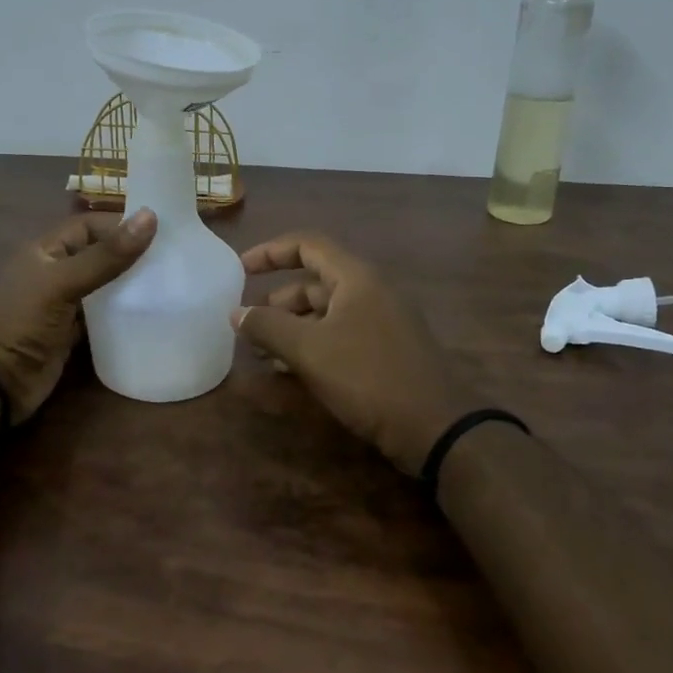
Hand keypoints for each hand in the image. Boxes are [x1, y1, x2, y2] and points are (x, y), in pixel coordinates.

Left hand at [0, 209, 156, 420]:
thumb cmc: (20, 321)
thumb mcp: (62, 283)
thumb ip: (105, 256)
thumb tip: (151, 216)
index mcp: (46, 251)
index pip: (88, 226)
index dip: (119, 225)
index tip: (161, 232)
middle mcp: (55, 273)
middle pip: (98, 255)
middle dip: (129, 255)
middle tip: (173, 259)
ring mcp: (62, 306)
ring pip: (102, 287)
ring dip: (128, 286)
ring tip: (169, 284)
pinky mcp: (70, 335)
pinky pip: (101, 318)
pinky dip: (120, 315)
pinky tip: (147, 315)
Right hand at [231, 231, 474, 477]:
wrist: (436, 428)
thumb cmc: (368, 377)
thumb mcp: (309, 350)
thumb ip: (268, 327)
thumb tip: (236, 313)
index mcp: (356, 278)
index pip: (307, 245)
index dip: (270, 251)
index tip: (239, 269)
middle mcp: (371, 292)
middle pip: (314, 282)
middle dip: (277, 301)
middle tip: (248, 324)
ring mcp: (382, 322)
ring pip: (326, 313)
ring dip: (292, 327)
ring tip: (262, 353)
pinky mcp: (386, 352)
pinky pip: (340, 336)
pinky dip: (312, 345)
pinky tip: (291, 370)